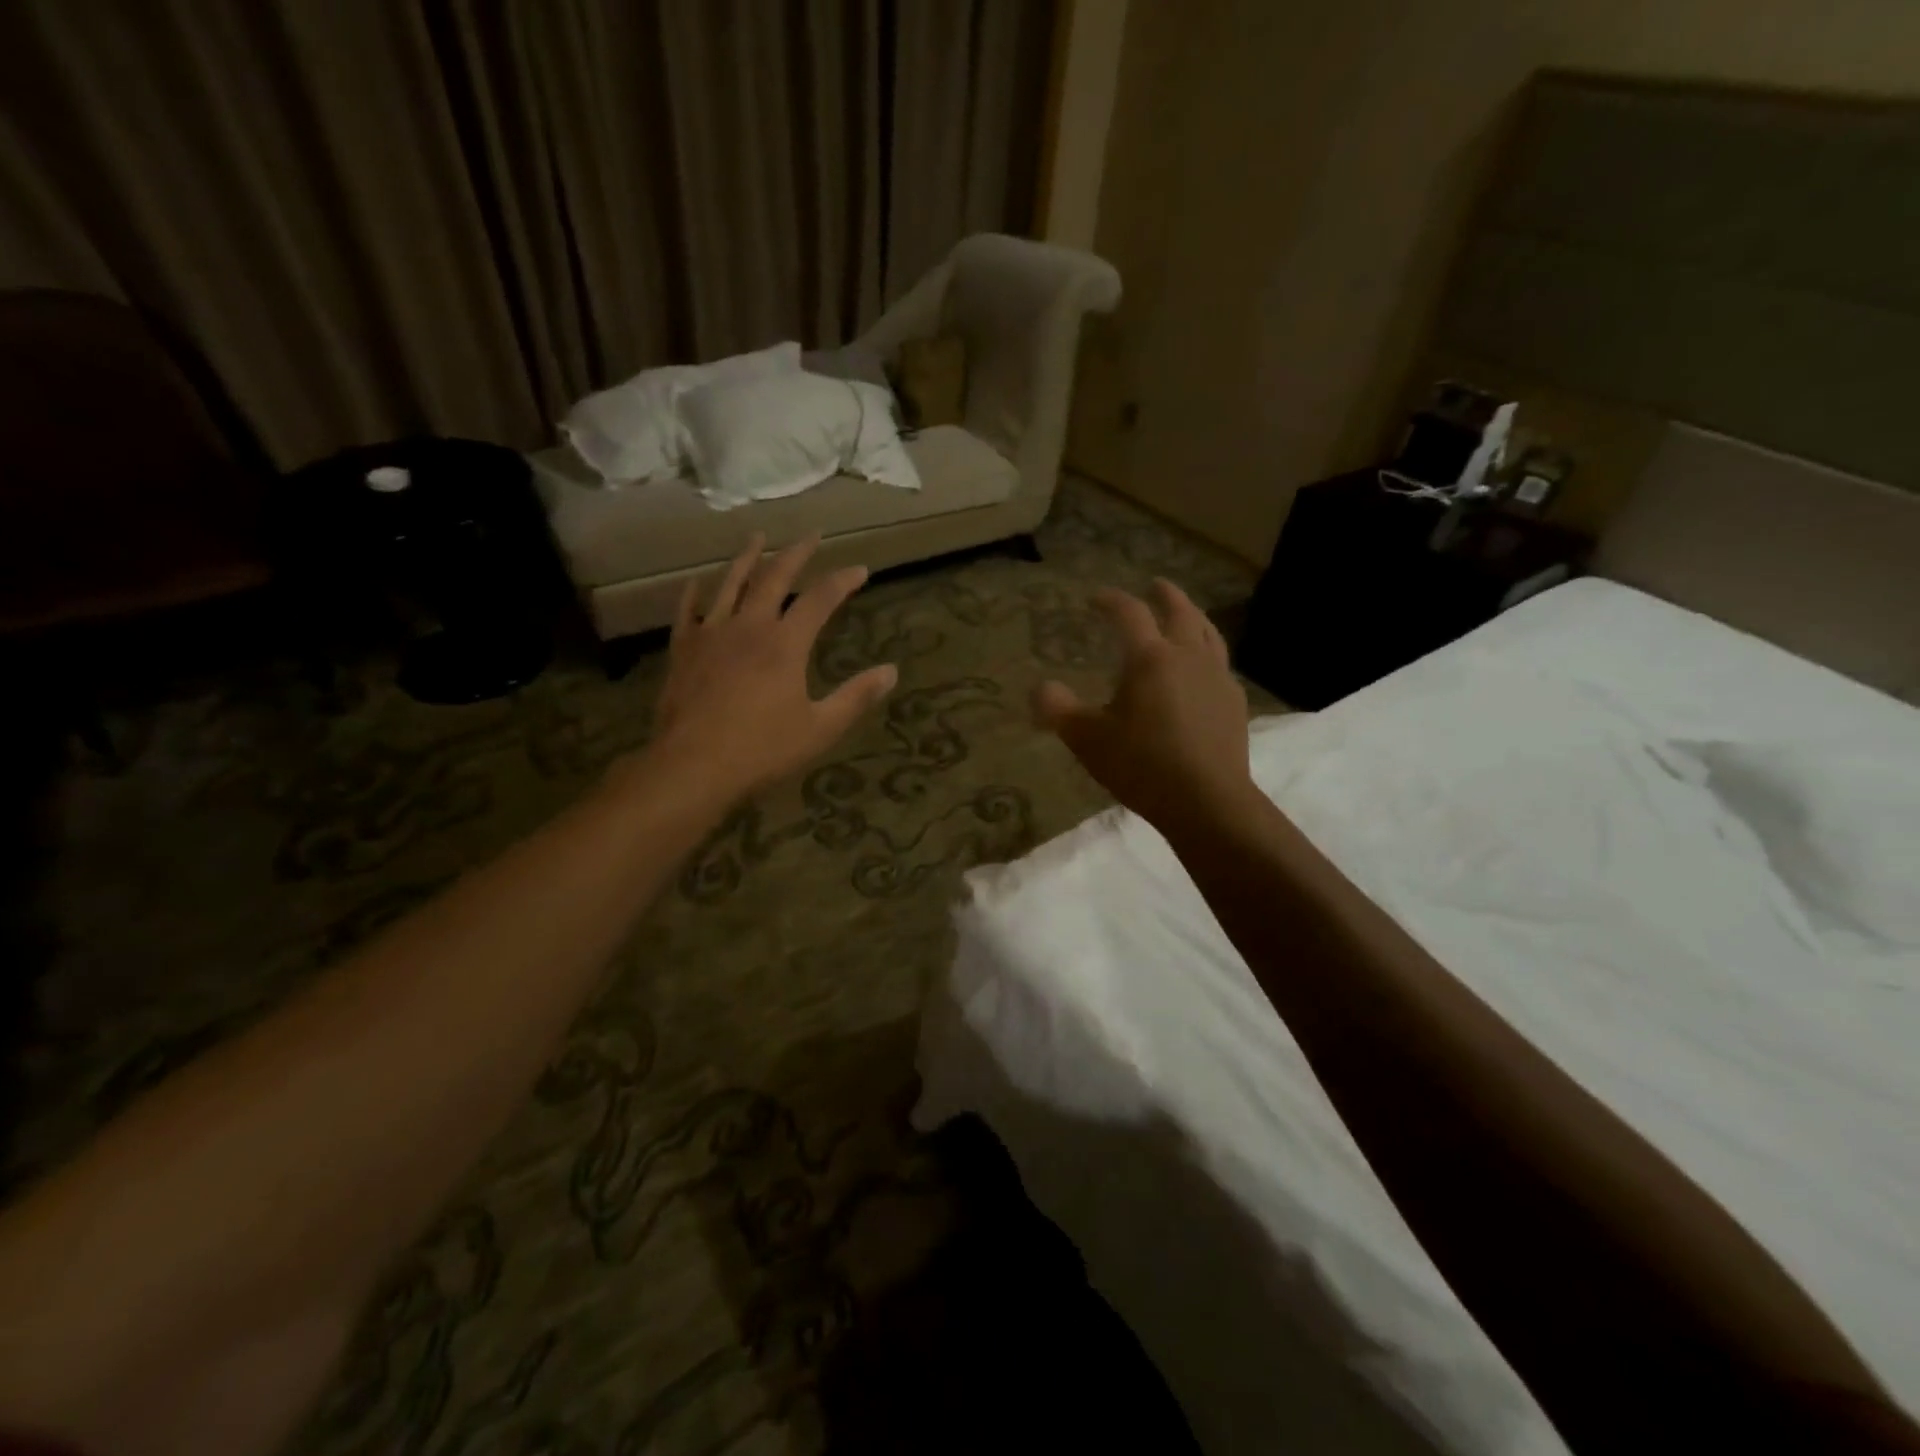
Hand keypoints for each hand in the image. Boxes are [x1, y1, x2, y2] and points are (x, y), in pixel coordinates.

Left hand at [651, 533, 895, 798]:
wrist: (692, 766)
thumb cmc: (762, 750)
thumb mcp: (820, 729)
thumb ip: (856, 697)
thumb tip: (891, 671)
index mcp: (785, 644)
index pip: (820, 599)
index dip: (843, 580)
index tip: (861, 569)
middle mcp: (748, 626)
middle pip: (774, 577)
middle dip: (797, 553)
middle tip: (812, 535)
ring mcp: (711, 634)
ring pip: (730, 583)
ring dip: (747, 557)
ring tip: (758, 537)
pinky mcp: (683, 650)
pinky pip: (688, 611)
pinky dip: (695, 592)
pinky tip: (697, 581)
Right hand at [1034, 579, 1253, 834]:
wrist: (1207, 800)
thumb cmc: (1142, 765)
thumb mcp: (1087, 740)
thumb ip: (1059, 710)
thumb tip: (1040, 689)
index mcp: (1150, 658)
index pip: (1129, 614)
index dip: (1111, 600)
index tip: (1097, 598)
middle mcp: (1188, 657)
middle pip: (1180, 612)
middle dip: (1165, 595)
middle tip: (1156, 585)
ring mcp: (1217, 678)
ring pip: (1208, 633)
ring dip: (1193, 617)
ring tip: (1186, 616)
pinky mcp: (1234, 703)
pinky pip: (1221, 665)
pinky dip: (1208, 654)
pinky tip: (1204, 670)